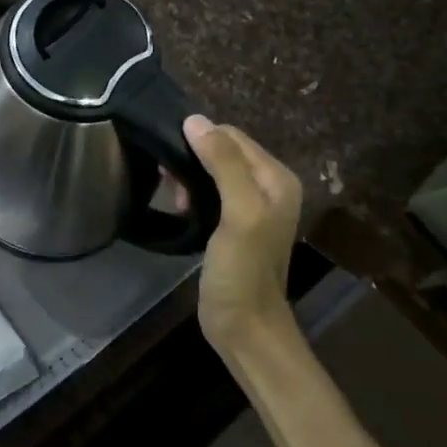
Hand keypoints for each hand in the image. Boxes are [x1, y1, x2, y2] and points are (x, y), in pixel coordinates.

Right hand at [184, 115, 302, 353]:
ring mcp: (250, 208)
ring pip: (212, 172)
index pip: (233, 136)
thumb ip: (223, 165)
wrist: (244, 326)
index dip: (201, 140)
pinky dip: (192, 195)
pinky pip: (209, 194)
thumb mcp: (238, 213)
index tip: (171, 160)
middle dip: (192, 159)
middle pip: (223, 151)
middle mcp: (268, 187)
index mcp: (276, 178)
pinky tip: (180, 209)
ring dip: (189, 178)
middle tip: (170, 182)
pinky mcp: (232, 226)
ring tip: (175, 199)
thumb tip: (194, 120)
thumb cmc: (242, 270)